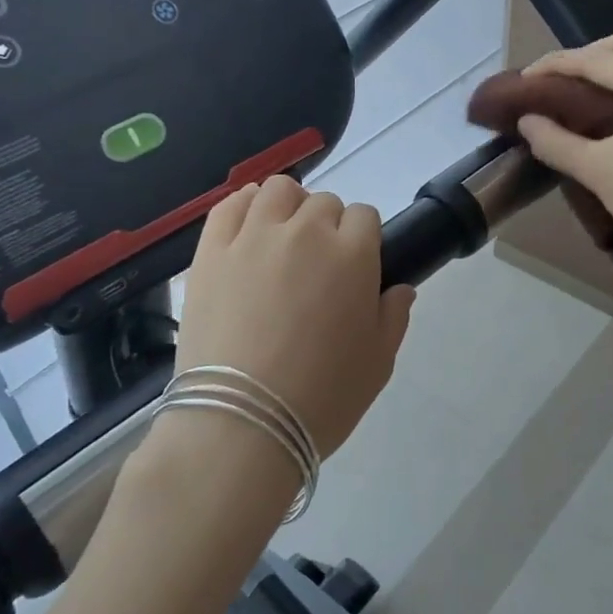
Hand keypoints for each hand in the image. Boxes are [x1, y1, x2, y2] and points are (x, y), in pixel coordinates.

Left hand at [171, 176, 415, 458]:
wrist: (241, 423)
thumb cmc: (322, 397)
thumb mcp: (378, 364)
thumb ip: (395, 317)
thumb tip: (400, 289)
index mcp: (352, 254)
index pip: (365, 216)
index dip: (363, 239)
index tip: (355, 267)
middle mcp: (305, 231)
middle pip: (324, 202)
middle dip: (328, 226)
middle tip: (318, 266)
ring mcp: (253, 236)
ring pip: (278, 190)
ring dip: (289, 206)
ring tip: (282, 237)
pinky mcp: (211, 250)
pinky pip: (230, 204)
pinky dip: (244, 205)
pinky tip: (248, 225)